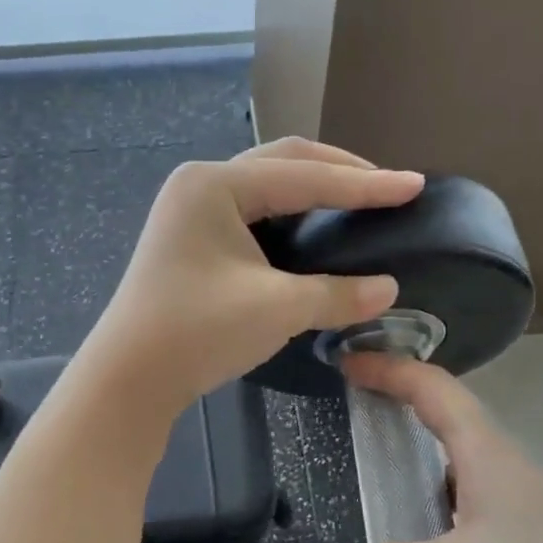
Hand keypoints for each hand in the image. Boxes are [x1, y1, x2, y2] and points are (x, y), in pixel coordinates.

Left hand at [82, 138, 424, 416]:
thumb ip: (337, 293)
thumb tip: (389, 288)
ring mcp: (190, 210)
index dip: (364, 184)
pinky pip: (251, 211)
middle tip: (388, 187)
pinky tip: (313, 230)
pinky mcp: (190, 238)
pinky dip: (289, 215)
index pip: (305, 176)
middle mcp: (200, 184)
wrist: (128, 379)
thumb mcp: (276, 309)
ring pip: (266, 185)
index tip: (414, 185)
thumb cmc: (197, 333)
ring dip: (314, 189)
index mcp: (216, 185)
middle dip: (340, 172)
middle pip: (284, 164)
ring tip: (358, 201)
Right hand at [343, 352, 542, 542]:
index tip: (349, 365)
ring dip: (410, 532)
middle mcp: (503, 481)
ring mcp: (518, 526)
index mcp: (487, 457)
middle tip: (356, 463)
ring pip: (449, 511)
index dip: (390, 371)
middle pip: (440, 447)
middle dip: (396, 452)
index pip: (433, 391)